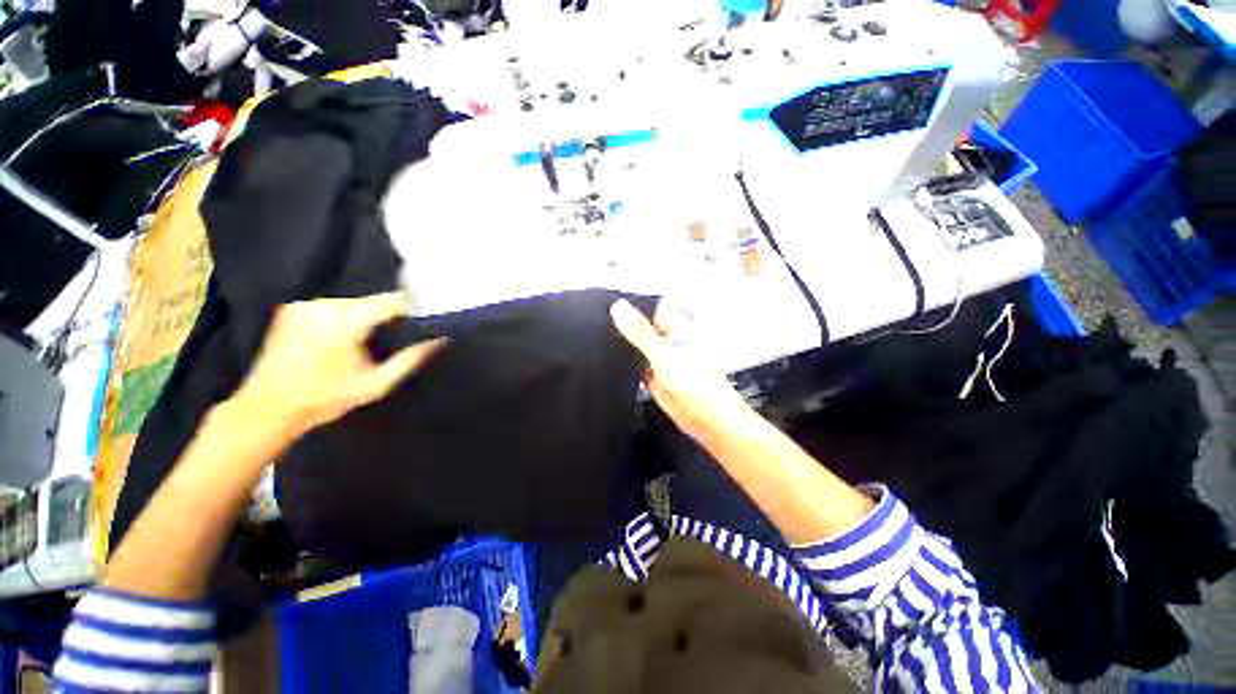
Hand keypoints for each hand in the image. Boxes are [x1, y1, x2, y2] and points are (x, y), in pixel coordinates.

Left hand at [230, 292, 443, 440]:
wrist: (267, 408)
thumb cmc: (325, 399)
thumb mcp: (376, 384)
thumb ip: (410, 360)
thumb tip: (439, 341)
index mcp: (346, 321)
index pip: (393, 301)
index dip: (411, 307)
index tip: (421, 319)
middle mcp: (324, 305)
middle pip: (372, 301)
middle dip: (385, 317)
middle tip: (386, 341)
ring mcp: (304, 306)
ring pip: (352, 303)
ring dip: (364, 317)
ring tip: (361, 343)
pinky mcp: (291, 310)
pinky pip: (331, 307)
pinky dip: (342, 318)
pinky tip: (337, 340)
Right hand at [610, 298, 751, 442]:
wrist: (707, 421)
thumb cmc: (699, 387)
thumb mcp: (663, 355)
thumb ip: (640, 332)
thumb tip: (619, 308)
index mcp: (676, 327)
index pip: (649, 307)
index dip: (629, 306)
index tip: (606, 307)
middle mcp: (669, 340)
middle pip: (641, 327)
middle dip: (624, 328)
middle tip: (599, 327)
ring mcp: (662, 359)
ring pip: (637, 347)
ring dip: (624, 347)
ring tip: (603, 346)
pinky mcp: (655, 376)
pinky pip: (636, 365)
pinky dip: (627, 366)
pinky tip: (614, 365)